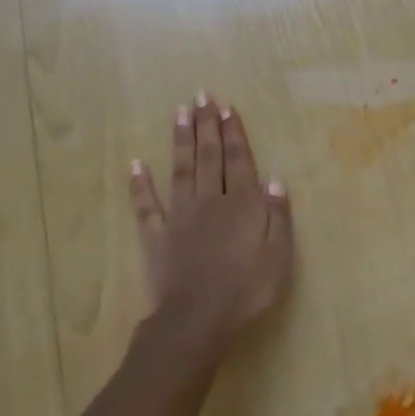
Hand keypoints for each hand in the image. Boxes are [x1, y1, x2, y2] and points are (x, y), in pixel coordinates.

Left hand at [129, 94, 293, 355]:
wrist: (197, 319)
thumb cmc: (245, 290)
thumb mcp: (278, 256)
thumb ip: (277, 216)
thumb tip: (275, 180)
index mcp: (241, 204)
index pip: (239, 160)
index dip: (234, 133)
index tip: (227, 107)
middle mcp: (210, 200)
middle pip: (209, 156)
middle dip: (206, 125)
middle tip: (202, 95)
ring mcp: (180, 216)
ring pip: (181, 170)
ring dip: (180, 140)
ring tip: (179, 113)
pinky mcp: (157, 235)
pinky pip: (147, 205)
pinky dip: (140, 184)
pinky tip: (136, 164)